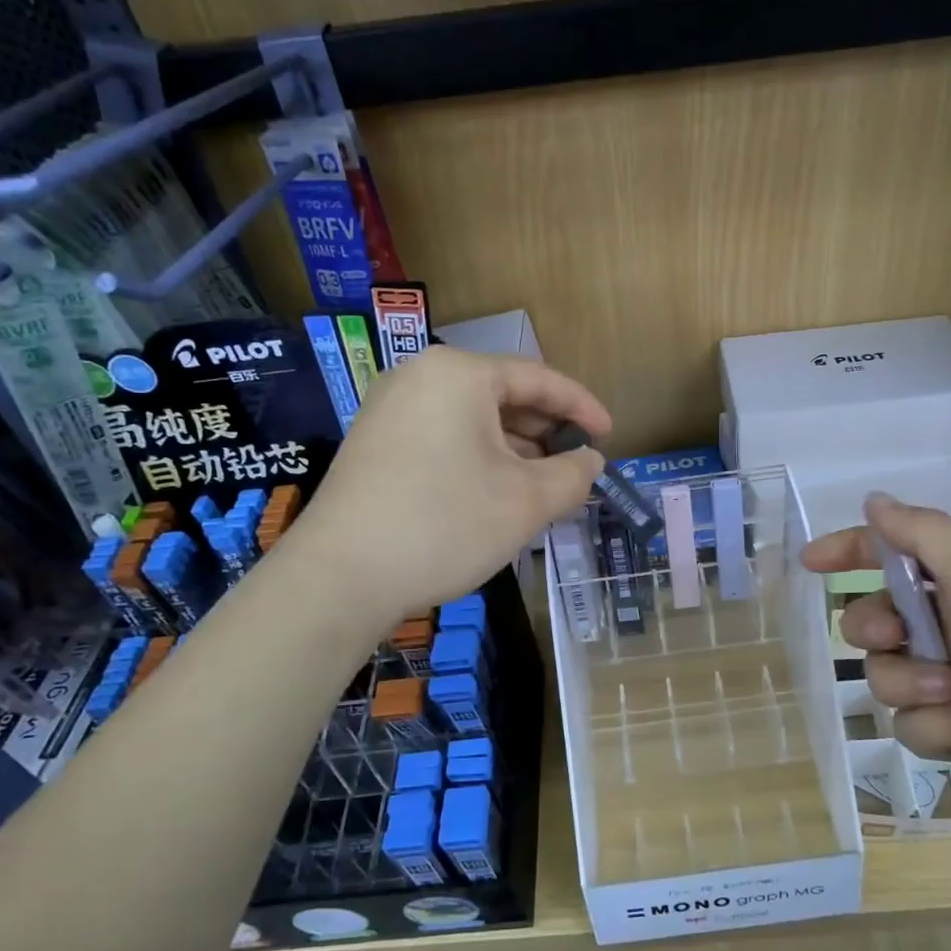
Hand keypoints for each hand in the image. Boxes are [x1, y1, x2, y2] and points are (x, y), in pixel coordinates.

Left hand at [285, 346, 607, 625]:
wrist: (341, 577)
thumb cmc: (445, 525)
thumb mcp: (526, 502)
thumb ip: (572, 475)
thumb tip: (590, 462)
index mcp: (459, 373)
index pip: (538, 379)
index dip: (582, 407)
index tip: (609, 436)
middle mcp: (420, 376)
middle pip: (502, 395)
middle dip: (545, 432)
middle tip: (575, 466)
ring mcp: (390, 408)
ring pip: (472, 419)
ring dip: (514, 449)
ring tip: (541, 486)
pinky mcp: (375, 442)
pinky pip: (444, 436)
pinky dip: (478, 457)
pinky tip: (494, 493)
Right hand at [802, 493, 950, 854]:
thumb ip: (921, 534)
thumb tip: (875, 501)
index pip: (895, 553)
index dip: (851, 551)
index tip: (812, 563)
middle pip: (876, 619)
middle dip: (877, 630)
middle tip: (899, 638)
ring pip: (886, 675)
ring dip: (912, 684)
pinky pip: (912, 723)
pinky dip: (937, 725)